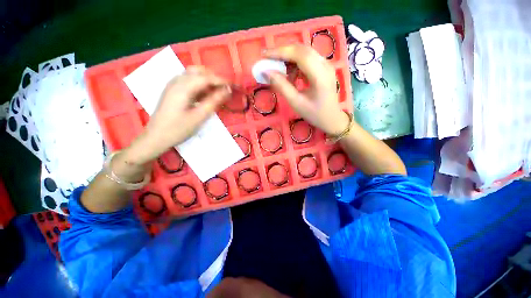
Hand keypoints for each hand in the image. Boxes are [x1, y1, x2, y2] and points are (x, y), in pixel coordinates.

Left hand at [124, 66, 230, 164]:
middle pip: (199, 72)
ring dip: (207, 80)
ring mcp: (173, 85)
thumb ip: (213, 101)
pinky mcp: (172, 90)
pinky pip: (188, 81)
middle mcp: (177, 81)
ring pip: (193, 75)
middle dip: (214, 78)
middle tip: (224, 90)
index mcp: (183, 87)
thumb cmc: (178, 129)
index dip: (221, 80)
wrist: (156, 137)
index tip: (233, 86)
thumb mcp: (199, 116)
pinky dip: (199, 84)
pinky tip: (204, 95)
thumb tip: (227, 90)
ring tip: (216, 92)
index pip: (206, 77)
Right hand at [264, 44, 349, 135]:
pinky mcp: (324, 67)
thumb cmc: (314, 113)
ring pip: (304, 52)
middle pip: (302, 49)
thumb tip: (267, 72)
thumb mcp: (296, 103)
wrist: (332, 119)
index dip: (280, 52)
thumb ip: (282, 86)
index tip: (264, 54)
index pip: (299, 54)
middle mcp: (325, 65)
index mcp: (320, 75)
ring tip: (279, 71)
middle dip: (283, 52)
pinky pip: (308, 59)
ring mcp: (326, 65)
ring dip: (289, 58)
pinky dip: (296, 63)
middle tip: (268, 60)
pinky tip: (291, 75)